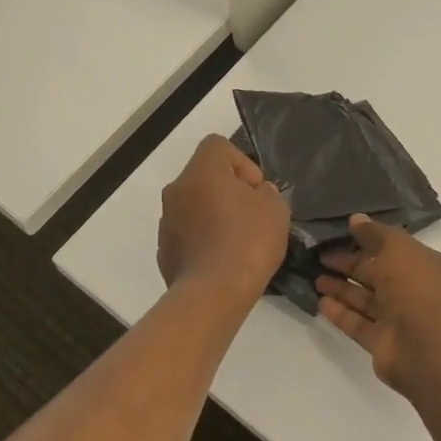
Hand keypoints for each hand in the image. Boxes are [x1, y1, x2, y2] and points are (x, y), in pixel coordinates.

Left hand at [157, 135, 289, 304]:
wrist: (213, 294)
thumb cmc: (247, 241)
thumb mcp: (275, 209)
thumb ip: (267, 193)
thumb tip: (256, 194)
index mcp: (201, 171)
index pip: (217, 145)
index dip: (241, 162)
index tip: (256, 190)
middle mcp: (177, 189)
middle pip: (205, 176)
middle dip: (228, 191)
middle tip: (252, 215)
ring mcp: (166, 220)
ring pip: (194, 206)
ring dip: (214, 215)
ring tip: (238, 242)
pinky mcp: (164, 249)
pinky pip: (187, 233)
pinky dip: (203, 239)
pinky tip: (222, 261)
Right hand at [316, 215, 440, 396]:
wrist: (429, 347)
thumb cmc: (416, 287)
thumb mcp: (396, 247)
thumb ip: (374, 233)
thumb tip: (356, 219)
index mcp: (424, 265)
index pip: (392, 249)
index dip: (367, 240)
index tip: (340, 234)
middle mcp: (413, 291)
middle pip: (376, 274)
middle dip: (349, 264)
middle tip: (320, 255)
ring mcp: (398, 319)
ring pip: (365, 299)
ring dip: (341, 288)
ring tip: (315, 278)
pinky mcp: (382, 343)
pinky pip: (358, 324)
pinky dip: (341, 313)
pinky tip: (321, 302)